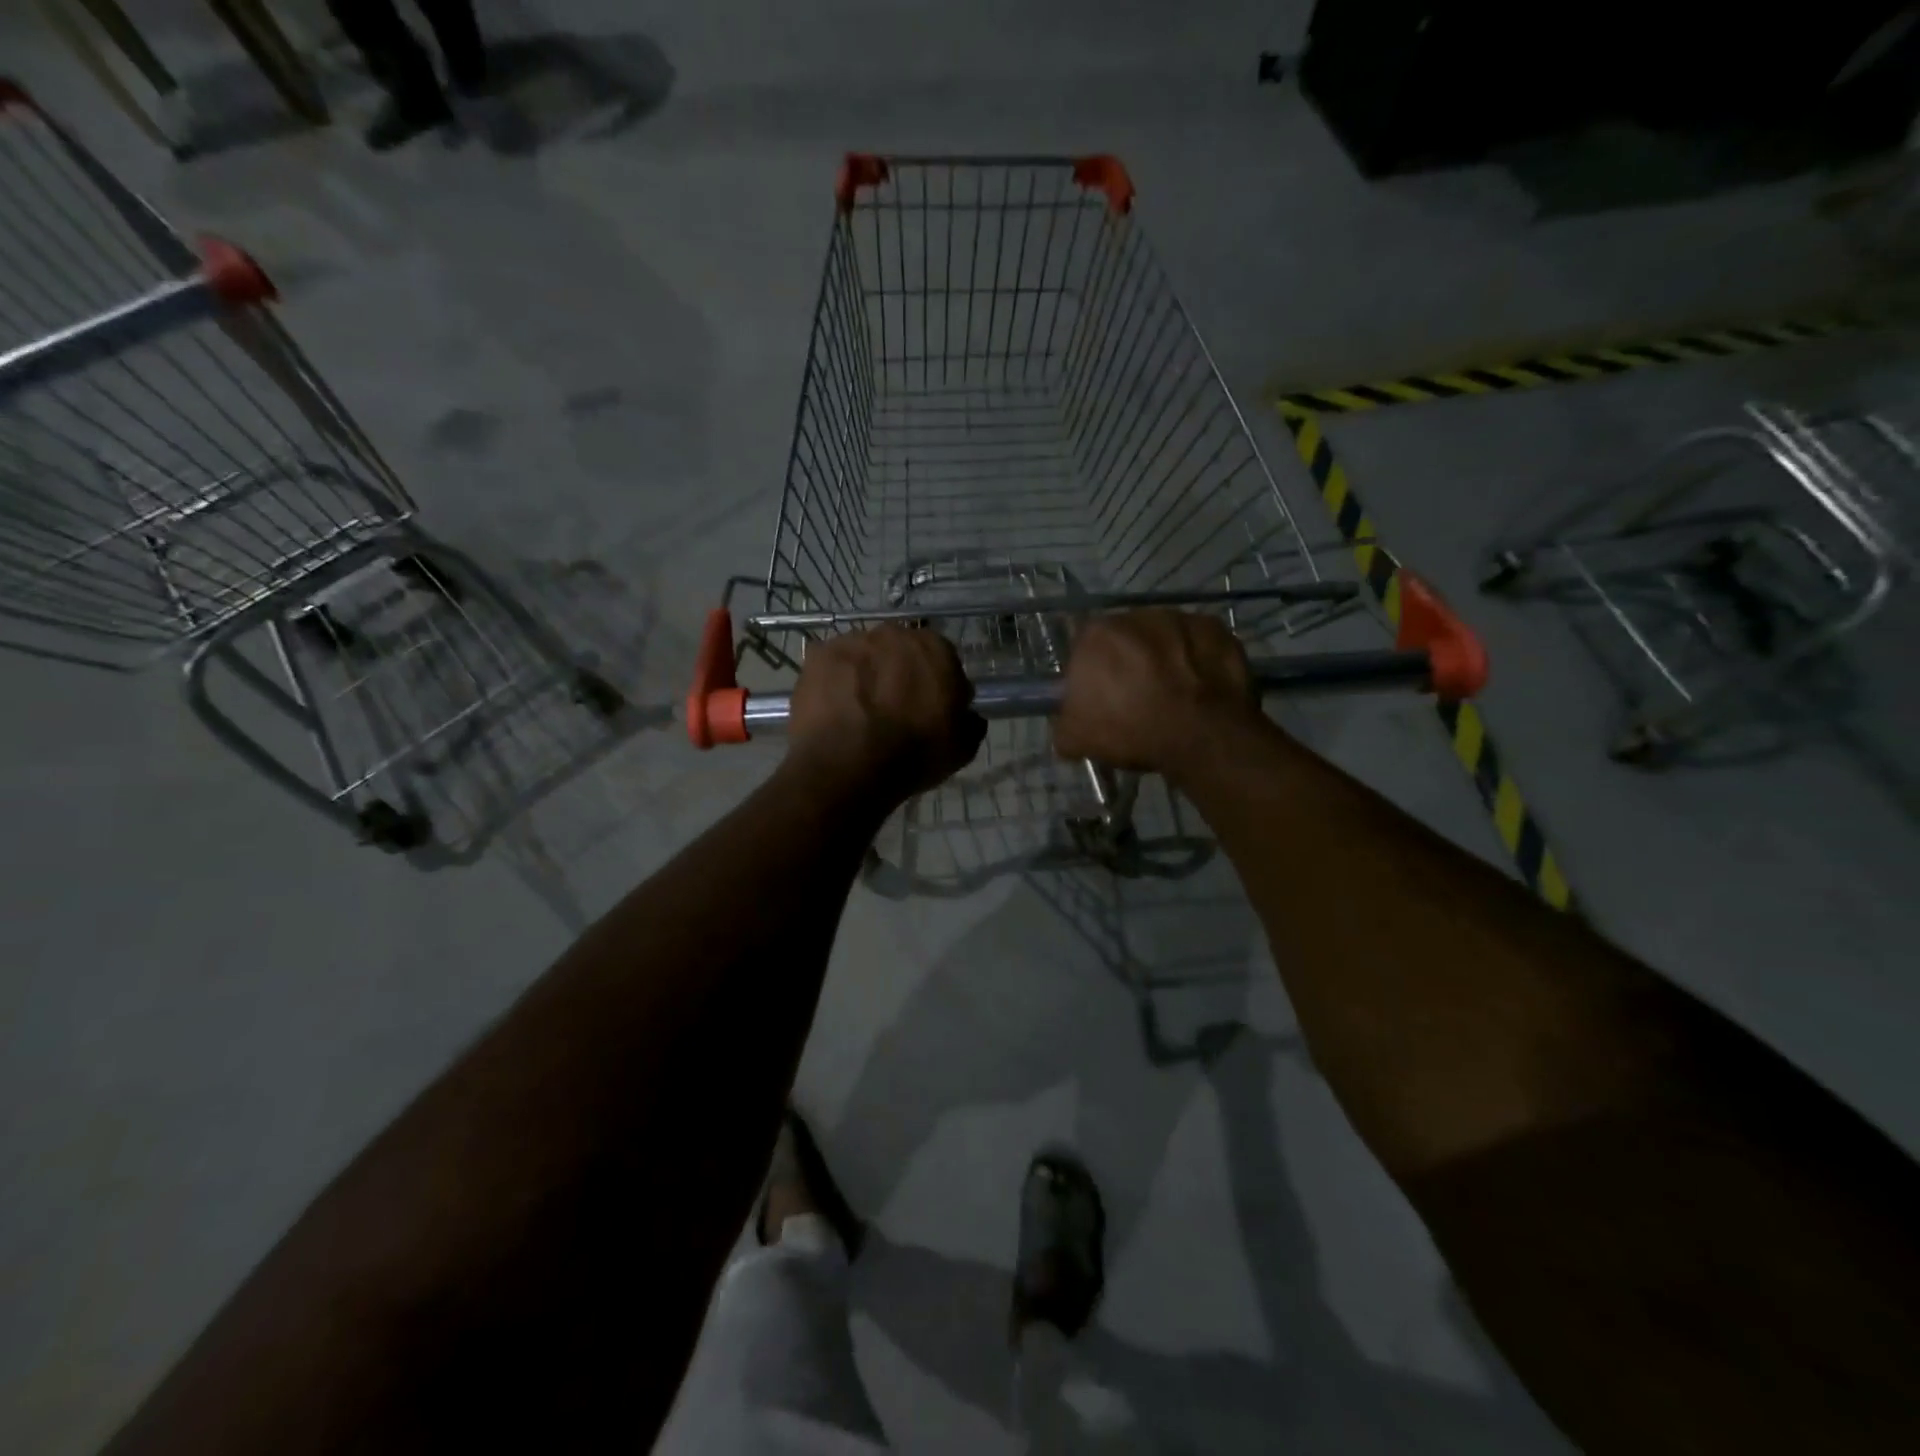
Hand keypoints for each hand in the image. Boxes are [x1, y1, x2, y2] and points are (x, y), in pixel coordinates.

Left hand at [787, 626, 985, 804]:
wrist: (849, 765)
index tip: (931, 708)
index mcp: (936, 648)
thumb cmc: (914, 754)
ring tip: (858, 711)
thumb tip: (968, 714)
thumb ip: (969, 722)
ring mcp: (852, 641)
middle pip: (900, 651)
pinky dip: (834, 682)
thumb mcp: (961, 747)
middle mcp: (895, 633)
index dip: (937, 683)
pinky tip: (835, 709)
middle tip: (893, 708)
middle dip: (898, 673)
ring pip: (864, 655)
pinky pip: (832, 666)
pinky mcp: (817, 655)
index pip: (943, 658)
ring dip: (865, 674)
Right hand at [1053, 611, 1260, 776]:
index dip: (1092, 672)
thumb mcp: (1076, 739)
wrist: (1201, 736)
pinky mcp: (1217, 628)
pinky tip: (1200, 687)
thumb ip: (1063, 724)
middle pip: (1126, 637)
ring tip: (1173, 693)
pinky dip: (1198, 659)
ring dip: (1164, 657)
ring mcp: (1181, 618)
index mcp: (1096, 635)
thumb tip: (1066, 725)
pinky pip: (1199, 643)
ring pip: (1164, 637)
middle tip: (1136, 696)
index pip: (1084, 648)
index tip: (1101, 696)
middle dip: (1129, 660)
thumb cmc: (1131, 730)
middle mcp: (1136, 615)